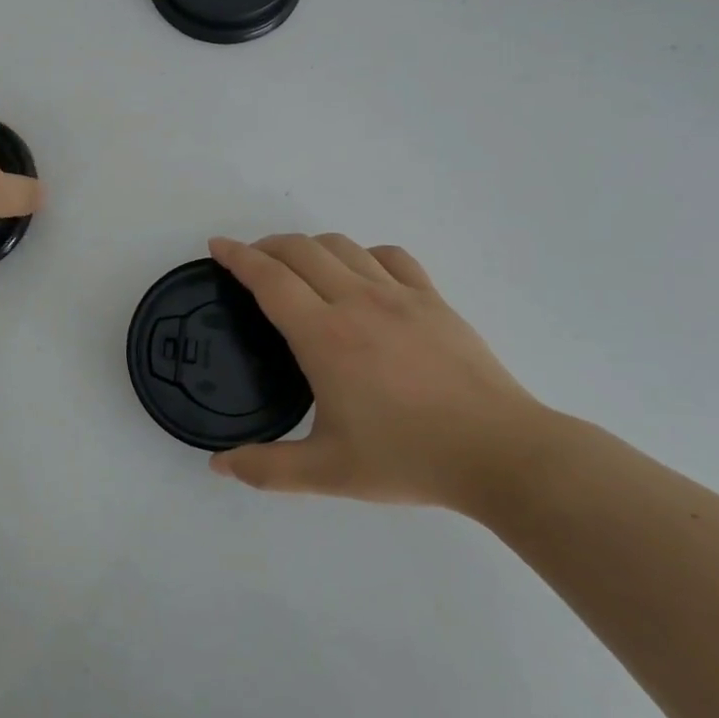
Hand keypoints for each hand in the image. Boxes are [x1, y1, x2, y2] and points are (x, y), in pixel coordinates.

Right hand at [207, 234, 550, 509]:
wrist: (500, 453)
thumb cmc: (408, 458)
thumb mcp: (328, 472)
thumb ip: (266, 469)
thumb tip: (218, 466)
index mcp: (324, 336)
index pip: (269, 278)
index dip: (237, 256)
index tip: (217, 247)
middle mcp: (357, 301)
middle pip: (301, 250)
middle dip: (267, 245)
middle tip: (249, 261)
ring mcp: (399, 295)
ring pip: (343, 246)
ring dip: (309, 246)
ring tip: (297, 265)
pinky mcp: (433, 300)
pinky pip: (390, 256)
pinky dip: (363, 254)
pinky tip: (361, 273)